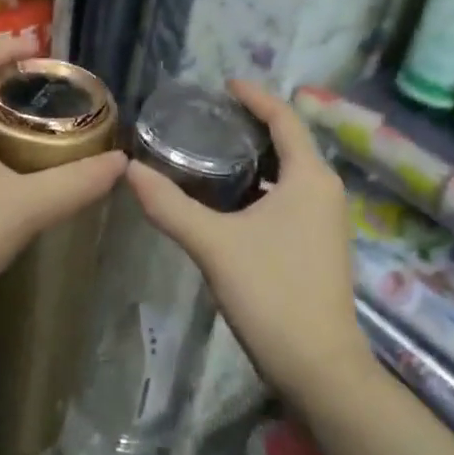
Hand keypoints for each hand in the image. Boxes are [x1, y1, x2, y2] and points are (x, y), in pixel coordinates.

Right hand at [126, 81, 369, 401]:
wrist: (320, 370)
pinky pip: (289, 198)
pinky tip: (228, 201)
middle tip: (207, 118)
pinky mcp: (319, 245)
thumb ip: (170, 205)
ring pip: (288, 173)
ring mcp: (326, 220)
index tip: (223, 84)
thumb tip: (128, 169)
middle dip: (251, 126)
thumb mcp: (214, 245)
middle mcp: (324, 191)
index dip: (255, 96)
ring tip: (211, 152)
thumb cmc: (272, 294)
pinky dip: (261, 187)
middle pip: (288, 142)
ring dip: (255, 159)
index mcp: (309, 177)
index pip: (284, 118)